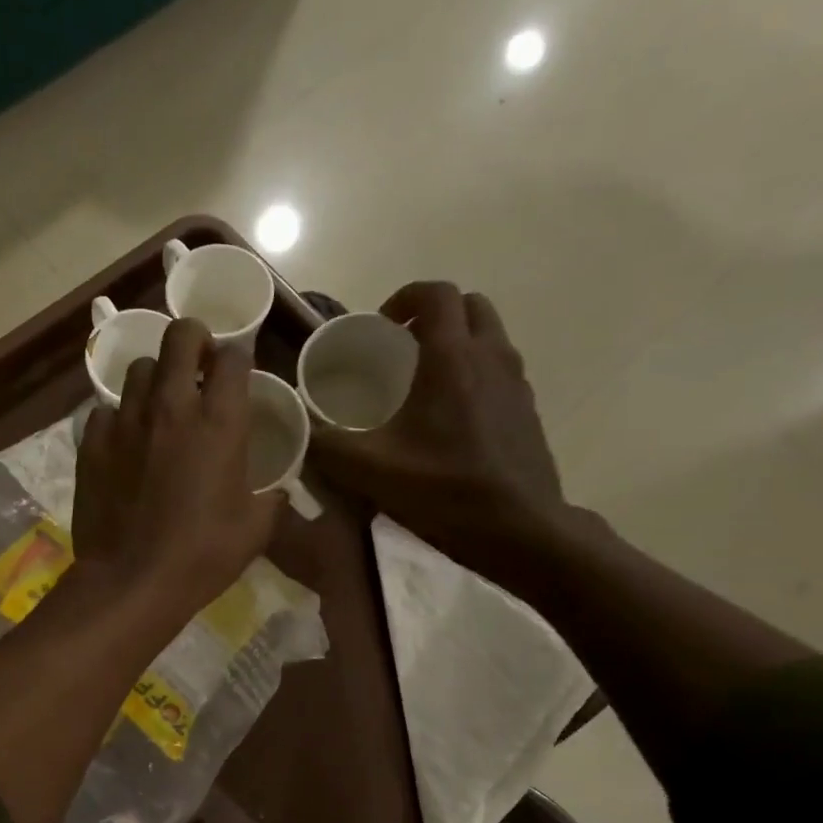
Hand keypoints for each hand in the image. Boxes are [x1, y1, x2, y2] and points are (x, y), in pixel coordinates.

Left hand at [72, 318, 284, 621]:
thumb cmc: (202, 556)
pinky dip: (118, 418)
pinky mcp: (92, 442)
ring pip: (138, 369)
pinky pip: (105, 410)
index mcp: (220, 422)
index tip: (235, 376)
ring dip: (154, 379)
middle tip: (197, 366)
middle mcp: (171, 407)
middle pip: (180, 337)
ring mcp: (126, 421)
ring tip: (158, 406)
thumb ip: (272, 500)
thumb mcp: (255, 530)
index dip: (236, 359)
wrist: (132, 581)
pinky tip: (124, 442)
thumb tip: (278, 492)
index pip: (232, 357)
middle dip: (193, 340)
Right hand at [312, 282, 575, 586]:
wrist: (518, 529)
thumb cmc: (443, 490)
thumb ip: (325, 444)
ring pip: (489, 336)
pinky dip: (474, 372)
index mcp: (452, 358)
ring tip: (422, 381)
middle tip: (400, 348)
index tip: (379, 328)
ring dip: (456, 342)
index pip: (436, 294)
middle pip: (469, 307)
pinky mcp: (527, 410)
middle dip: (433, 315)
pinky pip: (499, 370)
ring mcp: (516, 382)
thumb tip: (295, 427)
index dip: (404, 298)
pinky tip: (449, 417)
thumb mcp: (369, 470)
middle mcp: (491, 357)